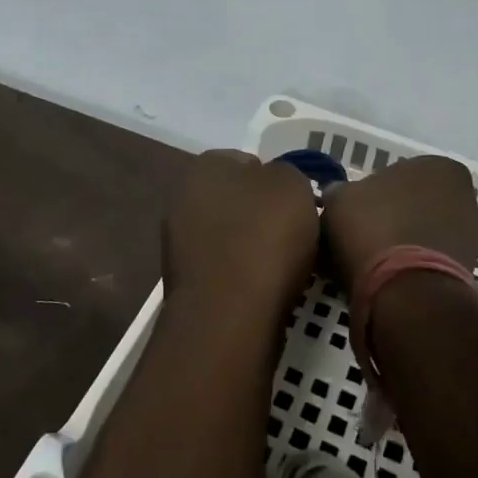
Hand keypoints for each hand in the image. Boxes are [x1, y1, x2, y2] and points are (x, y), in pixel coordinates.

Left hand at [162, 150, 319, 331]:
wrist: (230, 316)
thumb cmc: (264, 236)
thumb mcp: (293, 184)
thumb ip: (286, 174)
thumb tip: (275, 186)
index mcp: (204, 166)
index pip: (247, 161)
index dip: (276, 180)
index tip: (298, 203)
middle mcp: (182, 199)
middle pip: (237, 201)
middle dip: (263, 215)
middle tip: (296, 233)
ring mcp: (179, 244)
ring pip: (231, 237)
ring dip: (254, 248)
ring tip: (287, 267)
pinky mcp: (186, 285)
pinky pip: (226, 270)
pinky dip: (245, 277)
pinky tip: (267, 290)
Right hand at [321, 155, 477, 291]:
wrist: (406, 292)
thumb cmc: (374, 228)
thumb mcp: (340, 200)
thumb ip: (340, 191)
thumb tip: (338, 193)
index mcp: (437, 166)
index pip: (402, 173)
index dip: (377, 191)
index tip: (358, 210)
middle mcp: (464, 195)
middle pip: (419, 202)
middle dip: (398, 216)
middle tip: (366, 234)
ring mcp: (472, 235)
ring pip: (428, 233)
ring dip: (409, 242)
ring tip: (376, 262)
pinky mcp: (471, 271)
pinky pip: (434, 261)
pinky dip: (417, 267)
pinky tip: (391, 279)